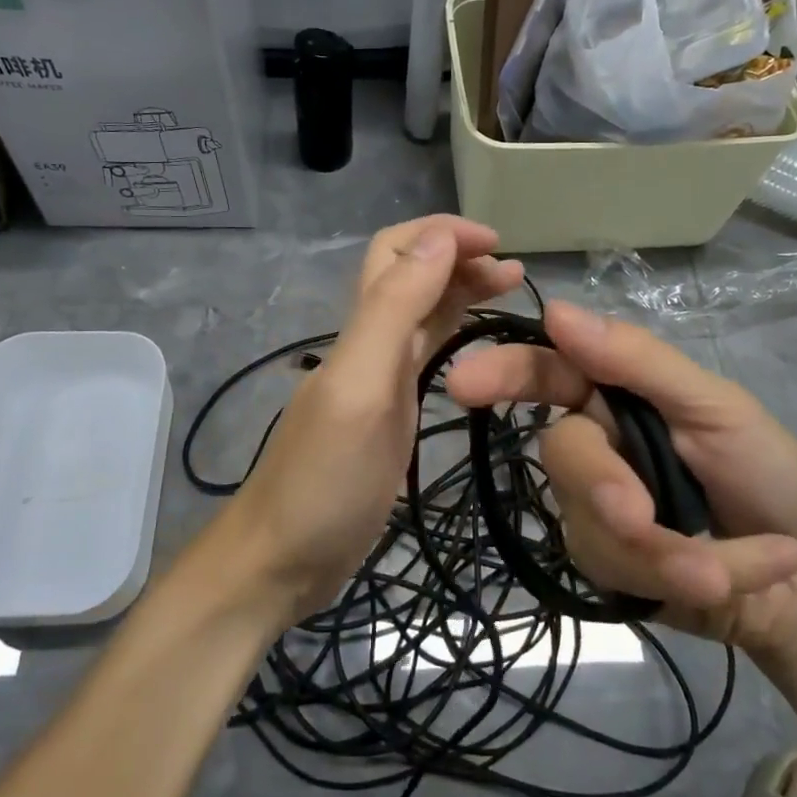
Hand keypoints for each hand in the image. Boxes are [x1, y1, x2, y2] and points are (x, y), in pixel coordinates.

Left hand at [227, 215, 524, 627]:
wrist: (281, 561)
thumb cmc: (322, 480)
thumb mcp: (361, 387)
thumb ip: (393, 310)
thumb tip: (436, 239)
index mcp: (361, 329)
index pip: (396, 252)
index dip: (442, 235)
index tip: (499, 244)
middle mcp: (368, 344)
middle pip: (411, 276)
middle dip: (458, 259)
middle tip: (514, 272)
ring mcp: (377, 381)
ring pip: (420, 314)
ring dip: (460, 291)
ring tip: (508, 291)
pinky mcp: (388, 416)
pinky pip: (423, 357)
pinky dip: (453, 334)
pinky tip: (479, 344)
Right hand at [446, 301, 796, 666]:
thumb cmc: (772, 476)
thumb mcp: (718, 408)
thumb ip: (639, 362)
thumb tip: (554, 311)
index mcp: (617, 396)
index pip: (547, 373)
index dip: (503, 373)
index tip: (464, 383)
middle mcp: (596, 448)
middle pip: (561, 453)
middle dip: (603, 486)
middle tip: (644, 519)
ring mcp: (594, 511)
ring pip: (587, 523)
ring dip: (664, 550)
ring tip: (731, 567)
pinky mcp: (606, 568)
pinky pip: (614, 571)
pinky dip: (679, 577)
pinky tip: (731, 578)